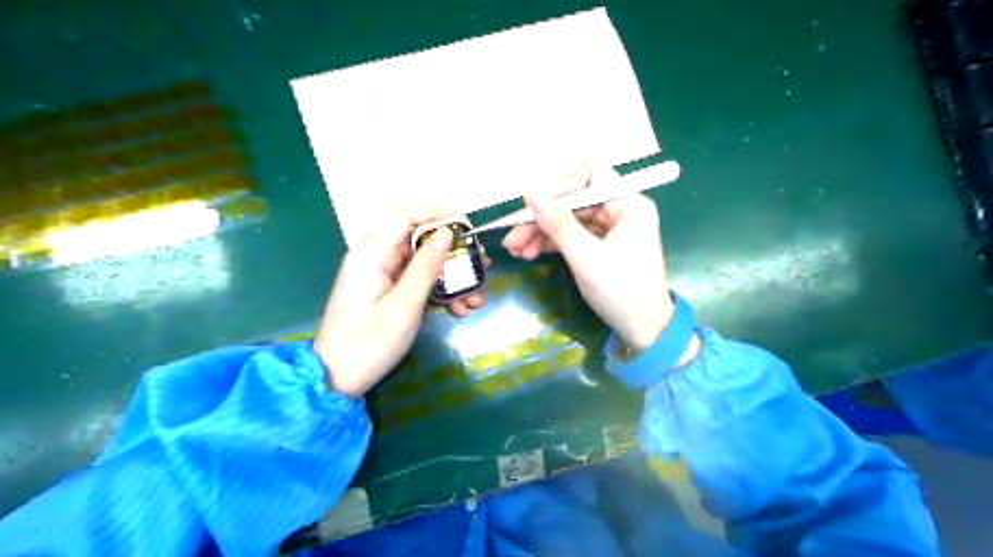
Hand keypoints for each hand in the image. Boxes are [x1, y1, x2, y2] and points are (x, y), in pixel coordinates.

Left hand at [309, 206, 480, 396]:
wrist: (336, 381)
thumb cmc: (369, 344)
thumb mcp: (404, 306)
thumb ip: (426, 267)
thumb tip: (446, 233)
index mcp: (371, 255)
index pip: (403, 216)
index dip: (435, 213)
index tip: (466, 225)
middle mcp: (375, 259)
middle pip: (418, 240)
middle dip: (452, 253)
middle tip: (481, 265)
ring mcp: (380, 276)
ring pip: (422, 264)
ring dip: (451, 277)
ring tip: (476, 298)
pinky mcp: (385, 293)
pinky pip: (416, 282)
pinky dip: (438, 292)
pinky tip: (459, 309)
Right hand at [506, 160, 674, 351]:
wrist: (645, 331)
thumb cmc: (621, 292)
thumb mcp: (586, 258)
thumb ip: (558, 224)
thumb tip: (529, 192)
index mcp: (629, 204)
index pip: (590, 175)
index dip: (559, 188)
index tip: (532, 208)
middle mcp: (621, 210)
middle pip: (574, 201)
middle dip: (542, 219)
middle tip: (513, 239)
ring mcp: (611, 228)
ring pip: (569, 220)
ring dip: (541, 233)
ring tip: (515, 251)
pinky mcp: (602, 246)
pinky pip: (573, 236)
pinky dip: (552, 244)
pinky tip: (529, 254)